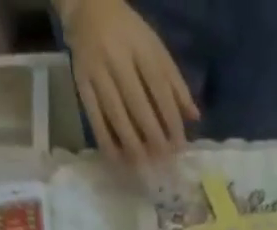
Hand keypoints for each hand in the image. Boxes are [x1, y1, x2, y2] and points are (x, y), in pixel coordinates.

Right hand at [64, 0, 198, 162]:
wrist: (87, 8)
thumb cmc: (130, 36)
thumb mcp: (156, 49)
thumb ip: (175, 82)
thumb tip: (194, 117)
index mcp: (140, 46)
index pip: (159, 87)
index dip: (171, 119)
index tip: (179, 146)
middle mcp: (117, 57)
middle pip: (137, 104)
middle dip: (153, 137)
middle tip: (163, 161)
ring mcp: (97, 71)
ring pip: (116, 114)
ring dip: (131, 145)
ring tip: (143, 166)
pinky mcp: (82, 83)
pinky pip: (94, 117)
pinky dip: (106, 141)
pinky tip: (117, 160)